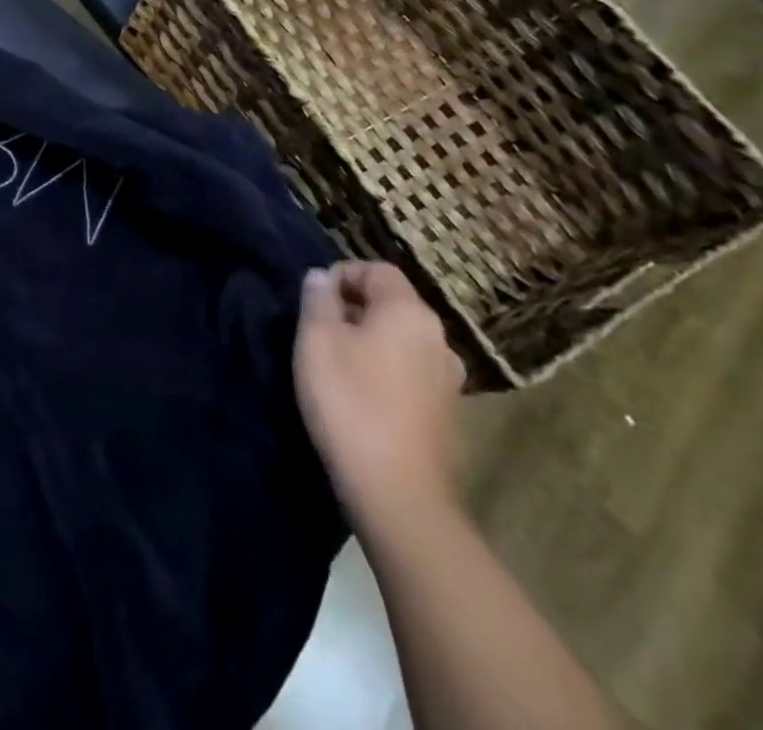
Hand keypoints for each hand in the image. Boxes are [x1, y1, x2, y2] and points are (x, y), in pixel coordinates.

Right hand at [294, 261, 465, 530]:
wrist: (397, 492)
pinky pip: (411, 373)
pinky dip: (386, 372)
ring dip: (370, 342)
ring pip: (402, 340)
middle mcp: (438, 338)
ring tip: (337, 365)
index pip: (377, 269)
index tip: (313, 300)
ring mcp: (449, 379)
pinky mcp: (447, 414)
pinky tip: (362, 397)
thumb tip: (321, 277)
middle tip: (317, 332)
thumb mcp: (316, 339)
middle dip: (354, 309)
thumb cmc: (350, 401)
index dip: (342, 274)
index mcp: (410, 312)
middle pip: (392, 304)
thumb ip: (317, 299)